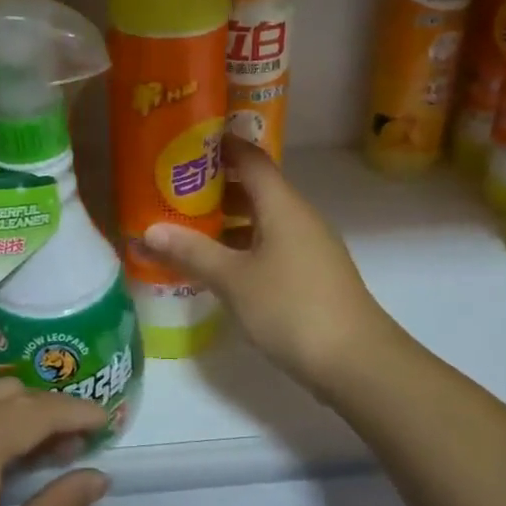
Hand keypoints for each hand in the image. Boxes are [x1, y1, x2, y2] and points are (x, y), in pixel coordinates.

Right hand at [146, 135, 400, 398]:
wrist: (357, 362)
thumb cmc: (292, 308)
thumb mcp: (234, 280)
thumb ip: (192, 252)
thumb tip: (148, 230)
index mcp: (282, 205)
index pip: (250, 158)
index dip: (219, 146)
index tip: (183, 143)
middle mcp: (298, 217)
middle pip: (254, 188)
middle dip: (213, 187)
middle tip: (170, 191)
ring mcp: (308, 246)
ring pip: (261, 219)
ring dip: (225, 221)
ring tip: (184, 228)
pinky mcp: (310, 274)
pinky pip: (269, 246)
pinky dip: (241, 247)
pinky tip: (217, 267)